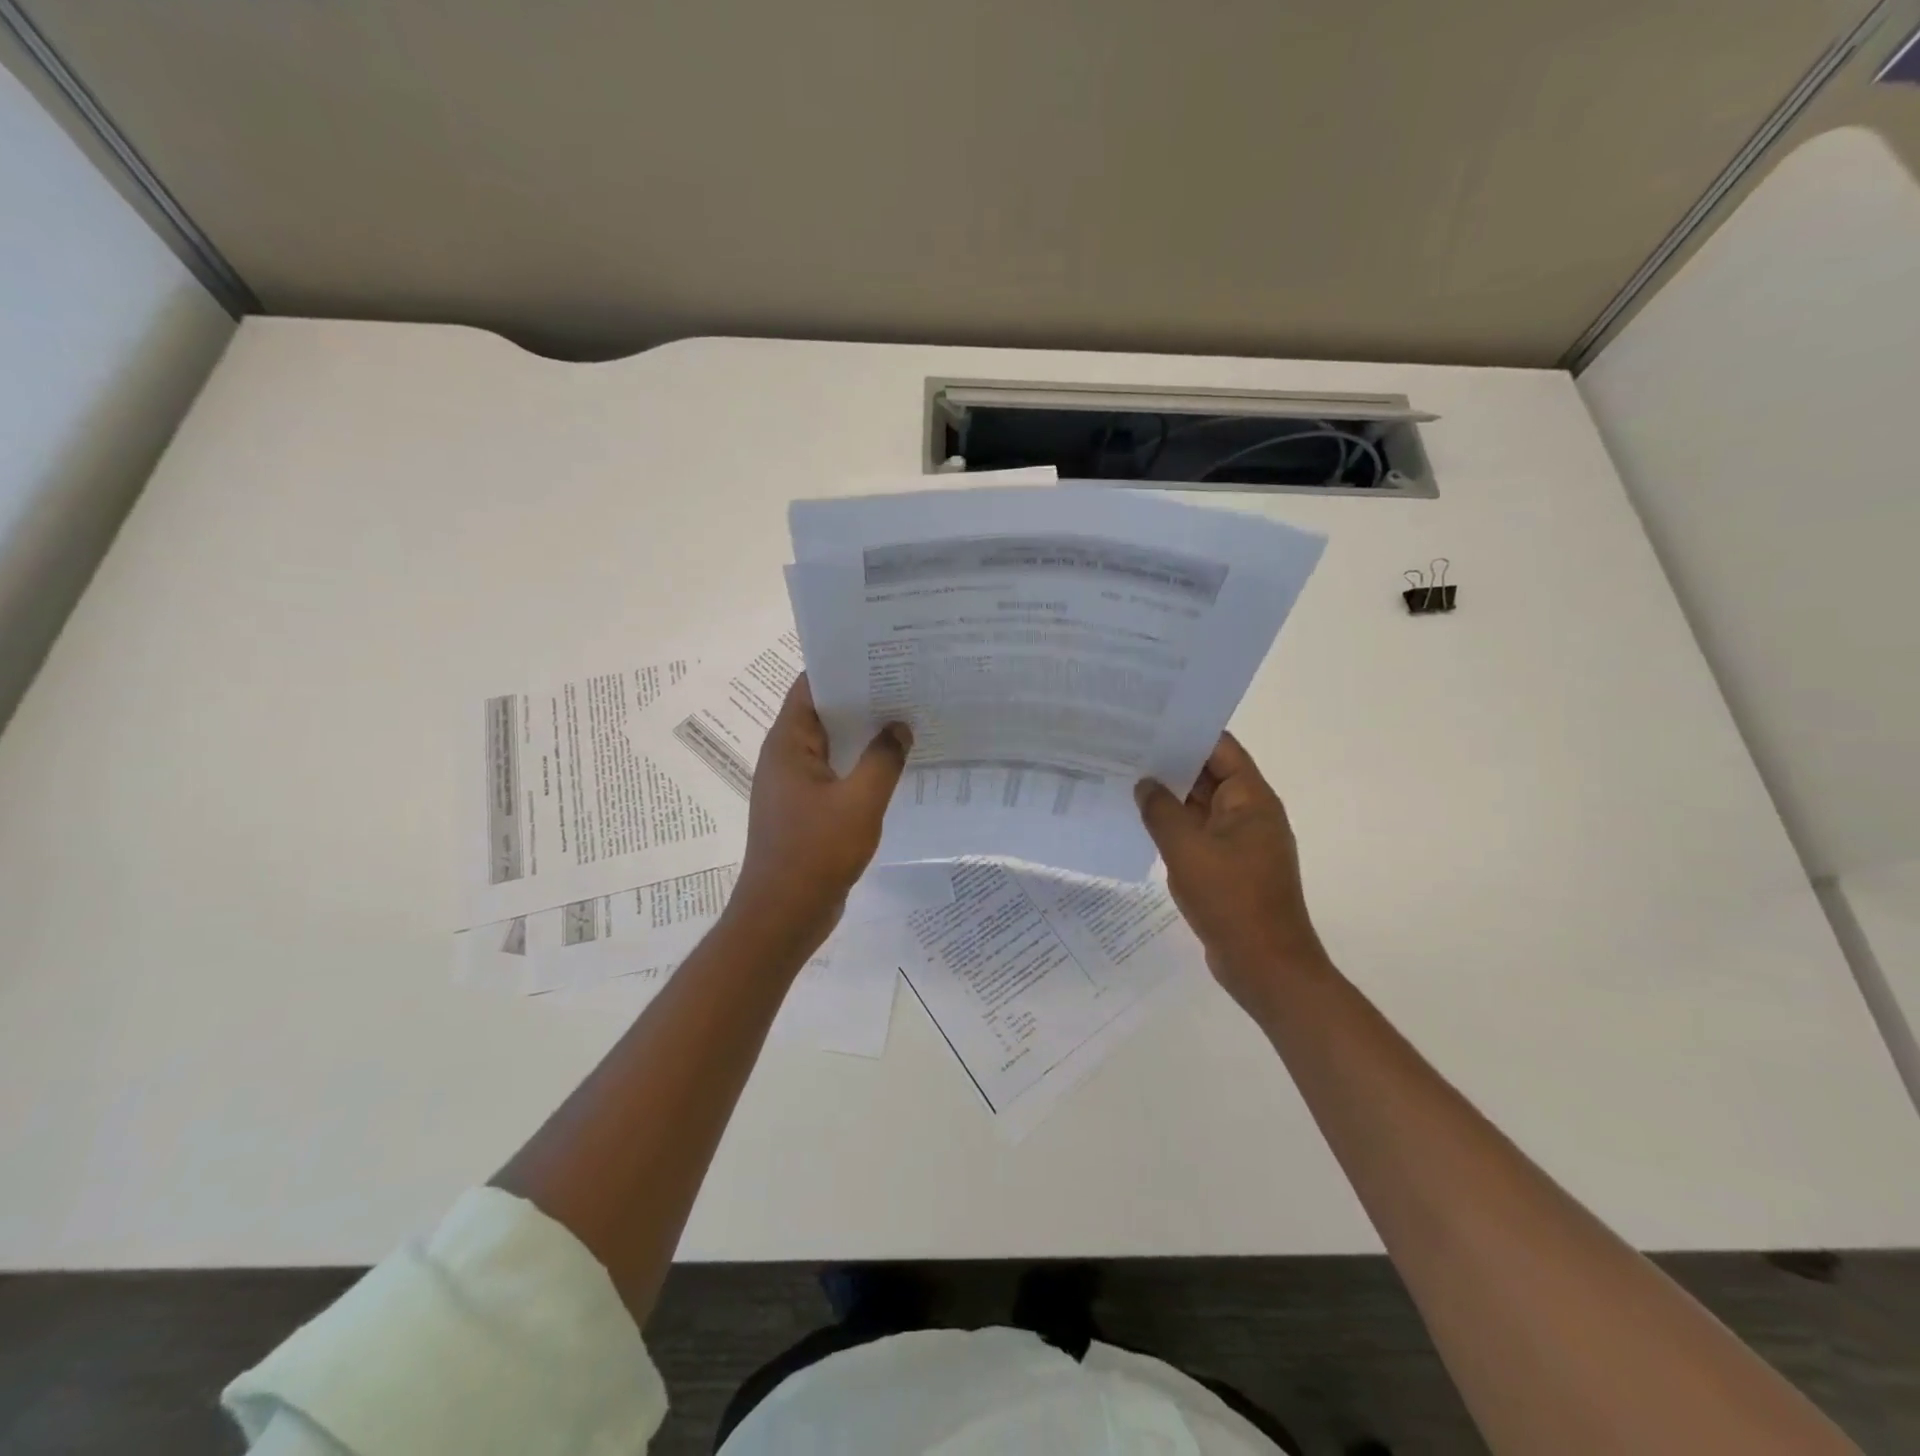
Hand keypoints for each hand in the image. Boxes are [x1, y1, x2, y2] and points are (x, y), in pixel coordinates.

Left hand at [730, 675, 910, 950]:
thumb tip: (899, 726)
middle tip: (907, 682)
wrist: (783, 916)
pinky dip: (860, 765)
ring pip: (832, 745)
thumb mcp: (860, 802)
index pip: (811, 686)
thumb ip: (883, 759)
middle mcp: (786, 757)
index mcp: (788, 744)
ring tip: (907, 717)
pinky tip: (894, 765)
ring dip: (863, 734)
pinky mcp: (806, 810)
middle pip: (823, 713)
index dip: (843, 666)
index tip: (882, 655)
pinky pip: (836, 774)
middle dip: (862, 698)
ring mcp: (795, 785)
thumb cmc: (816, 853)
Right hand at [1137, 732, 1327, 1013]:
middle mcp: (1249, 814)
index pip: (1220, 748)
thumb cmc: (1231, 900)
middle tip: (1125, 748)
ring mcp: (1239, 842)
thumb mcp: (1187, 850)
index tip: (1148, 722)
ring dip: (1169, 796)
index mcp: (1251, 799)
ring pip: (1200, 807)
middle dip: (1170, 762)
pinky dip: (1174, 826)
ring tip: (1125, 779)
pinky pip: (1198, 834)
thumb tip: (1144, 784)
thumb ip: (1160, 811)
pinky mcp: (1229, 867)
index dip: (1186, 732)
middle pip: (1209, 774)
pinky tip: (1140, 823)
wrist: (1266, 966)